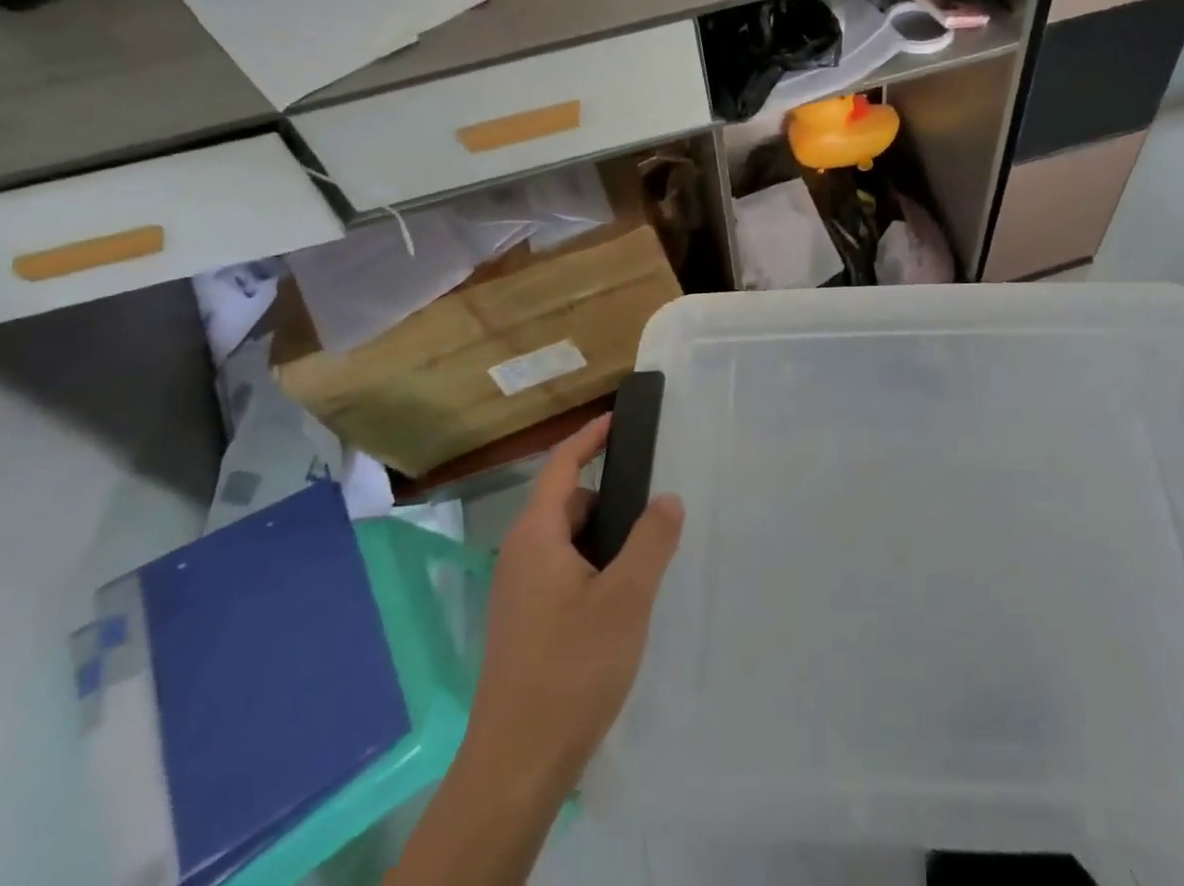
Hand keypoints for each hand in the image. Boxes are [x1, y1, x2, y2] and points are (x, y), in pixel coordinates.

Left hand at [466, 414, 684, 795]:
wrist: (516, 765)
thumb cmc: (572, 668)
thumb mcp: (626, 598)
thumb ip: (651, 540)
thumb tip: (667, 497)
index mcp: (536, 536)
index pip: (561, 466)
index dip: (589, 438)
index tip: (618, 418)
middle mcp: (519, 556)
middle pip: (566, 504)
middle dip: (608, 499)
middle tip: (652, 508)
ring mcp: (517, 592)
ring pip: (566, 542)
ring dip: (602, 539)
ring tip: (644, 559)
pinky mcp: (523, 623)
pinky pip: (561, 572)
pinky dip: (592, 567)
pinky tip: (621, 600)